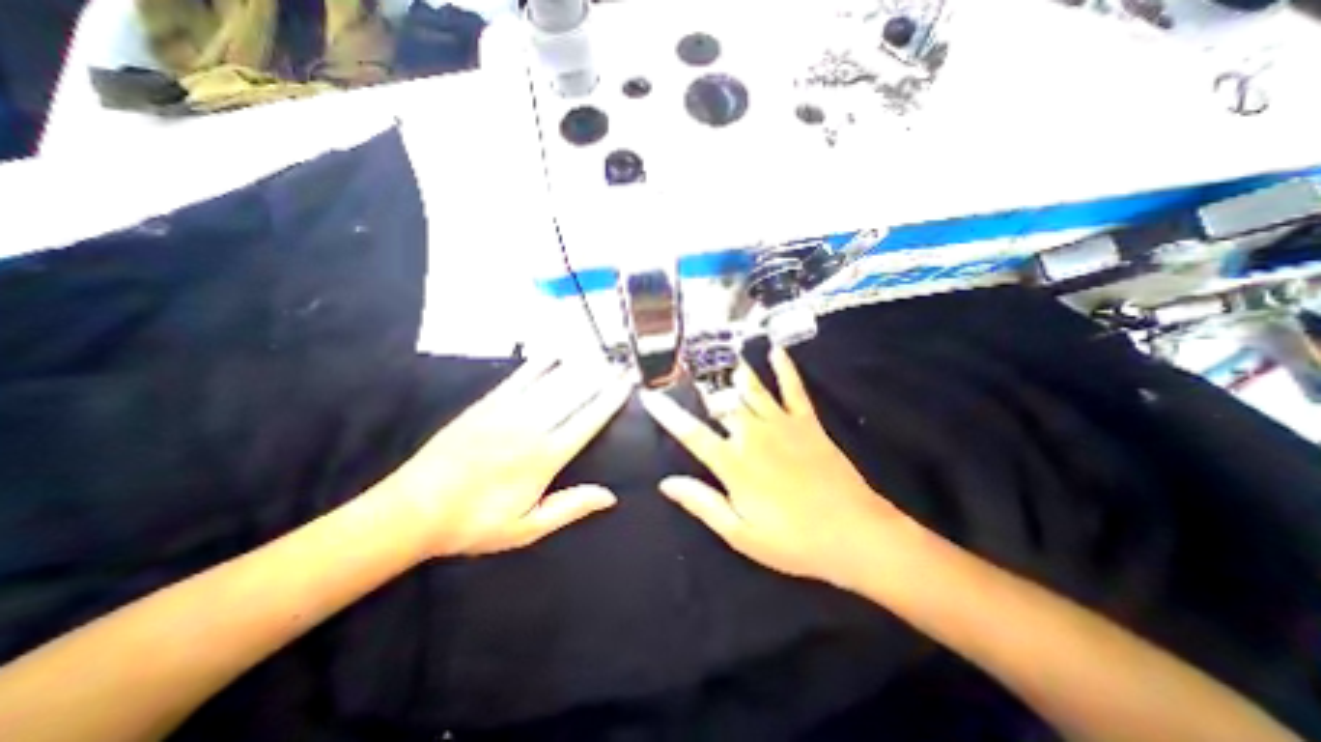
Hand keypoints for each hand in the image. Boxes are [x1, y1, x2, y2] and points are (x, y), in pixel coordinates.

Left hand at [378, 355, 634, 555]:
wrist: (412, 509)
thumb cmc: (474, 523)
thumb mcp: (526, 528)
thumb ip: (570, 507)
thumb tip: (610, 496)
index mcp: (545, 457)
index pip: (588, 420)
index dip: (610, 399)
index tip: (627, 384)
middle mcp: (531, 426)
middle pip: (575, 394)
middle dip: (602, 377)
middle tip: (621, 365)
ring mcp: (508, 410)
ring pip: (553, 381)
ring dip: (579, 366)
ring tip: (599, 356)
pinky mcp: (487, 403)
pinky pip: (520, 377)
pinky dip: (540, 364)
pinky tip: (554, 354)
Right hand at [640, 349, 908, 589]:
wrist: (854, 534)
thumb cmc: (792, 540)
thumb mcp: (739, 532)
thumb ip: (702, 502)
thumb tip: (666, 482)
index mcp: (733, 462)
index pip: (690, 432)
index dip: (667, 413)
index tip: (649, 396)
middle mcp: (752, 434)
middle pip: (720, 402)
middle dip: (699, 385)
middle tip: (684, 365)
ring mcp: (781, 423)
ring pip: (750, 389)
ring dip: (732, 370)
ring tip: (718, 352)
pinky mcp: (807, 421)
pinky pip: (793, 388)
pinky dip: (784, 368)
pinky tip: (775, 350)